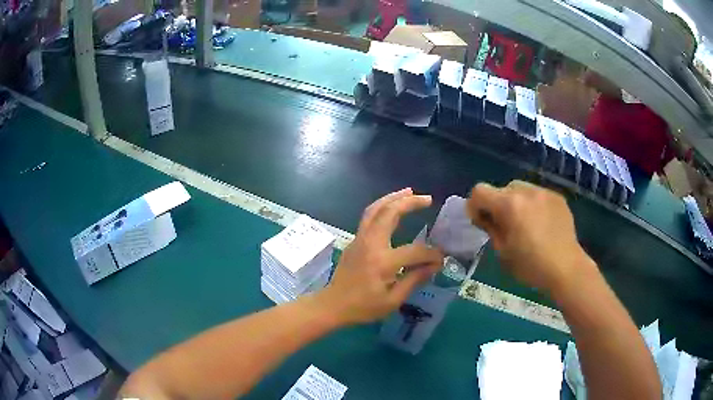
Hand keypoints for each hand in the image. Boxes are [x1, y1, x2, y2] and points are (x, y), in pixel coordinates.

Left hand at [321, 188, 442, 325]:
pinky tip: (391, 207)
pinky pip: (369, 217)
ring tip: (409, 191)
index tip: (440, 259)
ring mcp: (360, 239)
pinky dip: (382, 207)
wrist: (333, 304)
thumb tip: (435, 265)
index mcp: (382, 262)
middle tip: (427, 198)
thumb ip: (414, 279)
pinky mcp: (354, 240)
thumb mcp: (392, 301)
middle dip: (409, 202)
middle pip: (389, 213)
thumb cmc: (363, 307)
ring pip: (375, 209)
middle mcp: (370, 244)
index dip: (431, 254)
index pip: (414, 251)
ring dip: (393, 198)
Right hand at [467, 181, 592, 294]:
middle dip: (498, 204)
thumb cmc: (530, 266)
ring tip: (525, 223)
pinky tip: (541, 224)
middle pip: (501, 188)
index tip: (482, 223)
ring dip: (516, 202)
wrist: (566, 268)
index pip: (479, 191)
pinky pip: (537, 195)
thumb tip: (486, 217)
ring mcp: (544, 192)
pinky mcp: (557, 197)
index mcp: (509, 205)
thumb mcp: (502, 252)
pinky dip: (533, 205)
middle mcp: (526, 191)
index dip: (475, 206)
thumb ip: (491, 228)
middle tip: (505, 225)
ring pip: (520, 189)